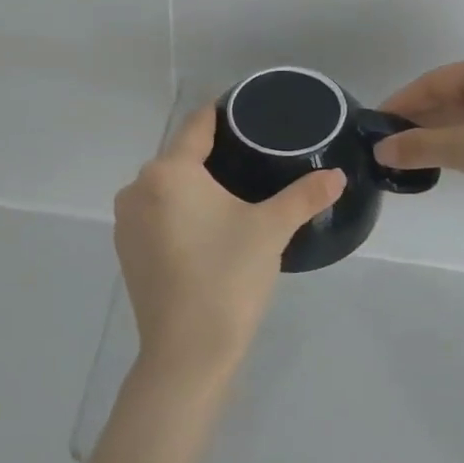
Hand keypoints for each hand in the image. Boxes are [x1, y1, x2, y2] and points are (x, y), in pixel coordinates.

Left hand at [113, 103, 345, 391]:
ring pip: (166, 186)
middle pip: (179, 156)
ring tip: (233, 190)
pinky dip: (178, 210)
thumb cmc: (227, 278)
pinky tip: (206, 225)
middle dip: (212, 153)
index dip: (222, 113)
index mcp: (169, 172)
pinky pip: (155, 213)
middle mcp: (138, 188)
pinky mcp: (126, 251)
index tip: (247, 109)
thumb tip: (337, 176)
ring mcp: (126, 222)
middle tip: (252, 155)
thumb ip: (305, 196)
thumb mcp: (271, 230)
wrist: (187, 354)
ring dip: (193, 184)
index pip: (197, 125)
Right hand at [374, 50, 463, 233]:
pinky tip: (448, 156)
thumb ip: (421, 146)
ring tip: (411, 153)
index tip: (376, 125)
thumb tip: (380, 150)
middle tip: (390, 143)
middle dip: (422, 118)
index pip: (437, 81)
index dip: (403, 102)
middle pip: (455, 94)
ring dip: (443, 131)